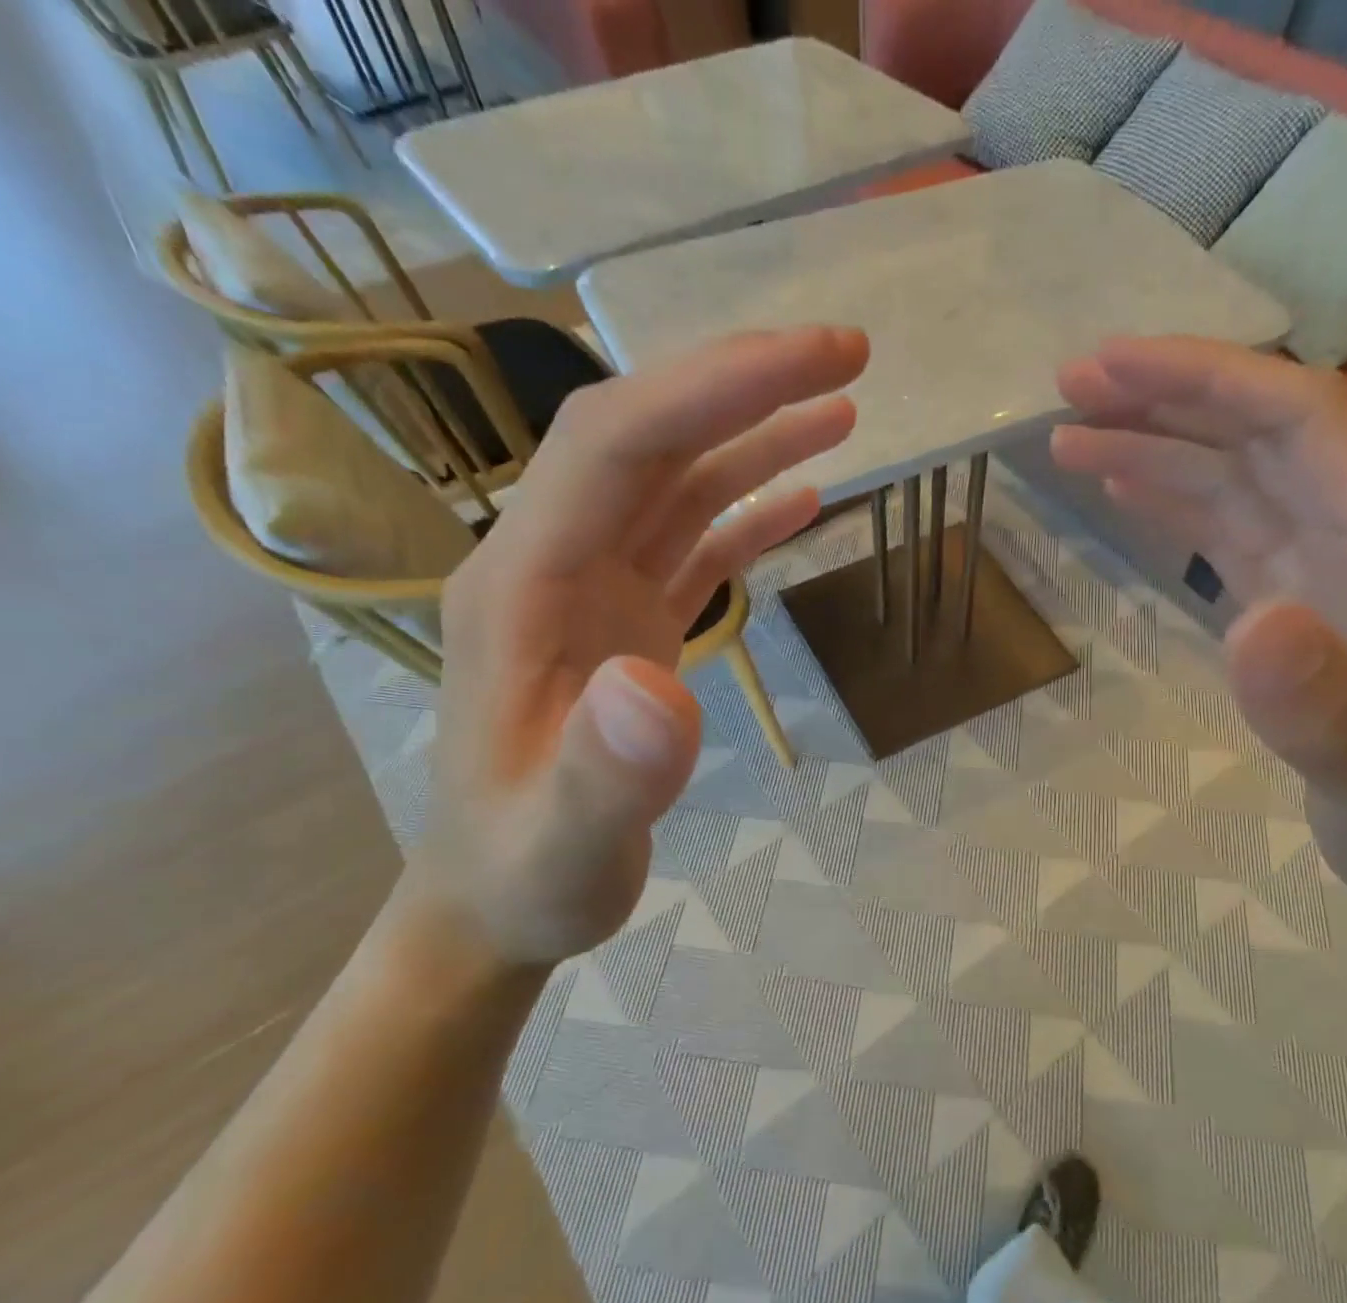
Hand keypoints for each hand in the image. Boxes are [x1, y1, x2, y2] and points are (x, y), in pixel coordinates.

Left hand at [408, 328, 868, 967]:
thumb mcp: (561, 844)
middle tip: (849, 357)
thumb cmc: (527, 877)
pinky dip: (747, 512)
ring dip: (754, 437)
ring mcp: (591, 594)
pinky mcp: (624, 624)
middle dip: (744, 384)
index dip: (712, 390)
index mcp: (523, 589)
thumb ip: (603, 773)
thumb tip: (659, 683)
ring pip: (675, 484)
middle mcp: (553, 566)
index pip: (615, 448)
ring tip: (843, 410)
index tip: (814, 363)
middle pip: (646, 439)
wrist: (497, 902)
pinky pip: (690, 545)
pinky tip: (802, 498)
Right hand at [1053, 337, 1346, 919]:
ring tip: (1072, 437)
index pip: (1302, 421)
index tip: (1114, 369)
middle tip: (1070, 386)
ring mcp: (1330, 567)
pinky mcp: (1298, 601)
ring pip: (1238, 477)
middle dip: (1169, 397)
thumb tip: (1250, 621)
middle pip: (1263, 432)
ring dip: (1159, 446)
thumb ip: (1328, 711)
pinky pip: (1232, 529)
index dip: (1209, 382)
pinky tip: (1127, 487)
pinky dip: (1176, 500)